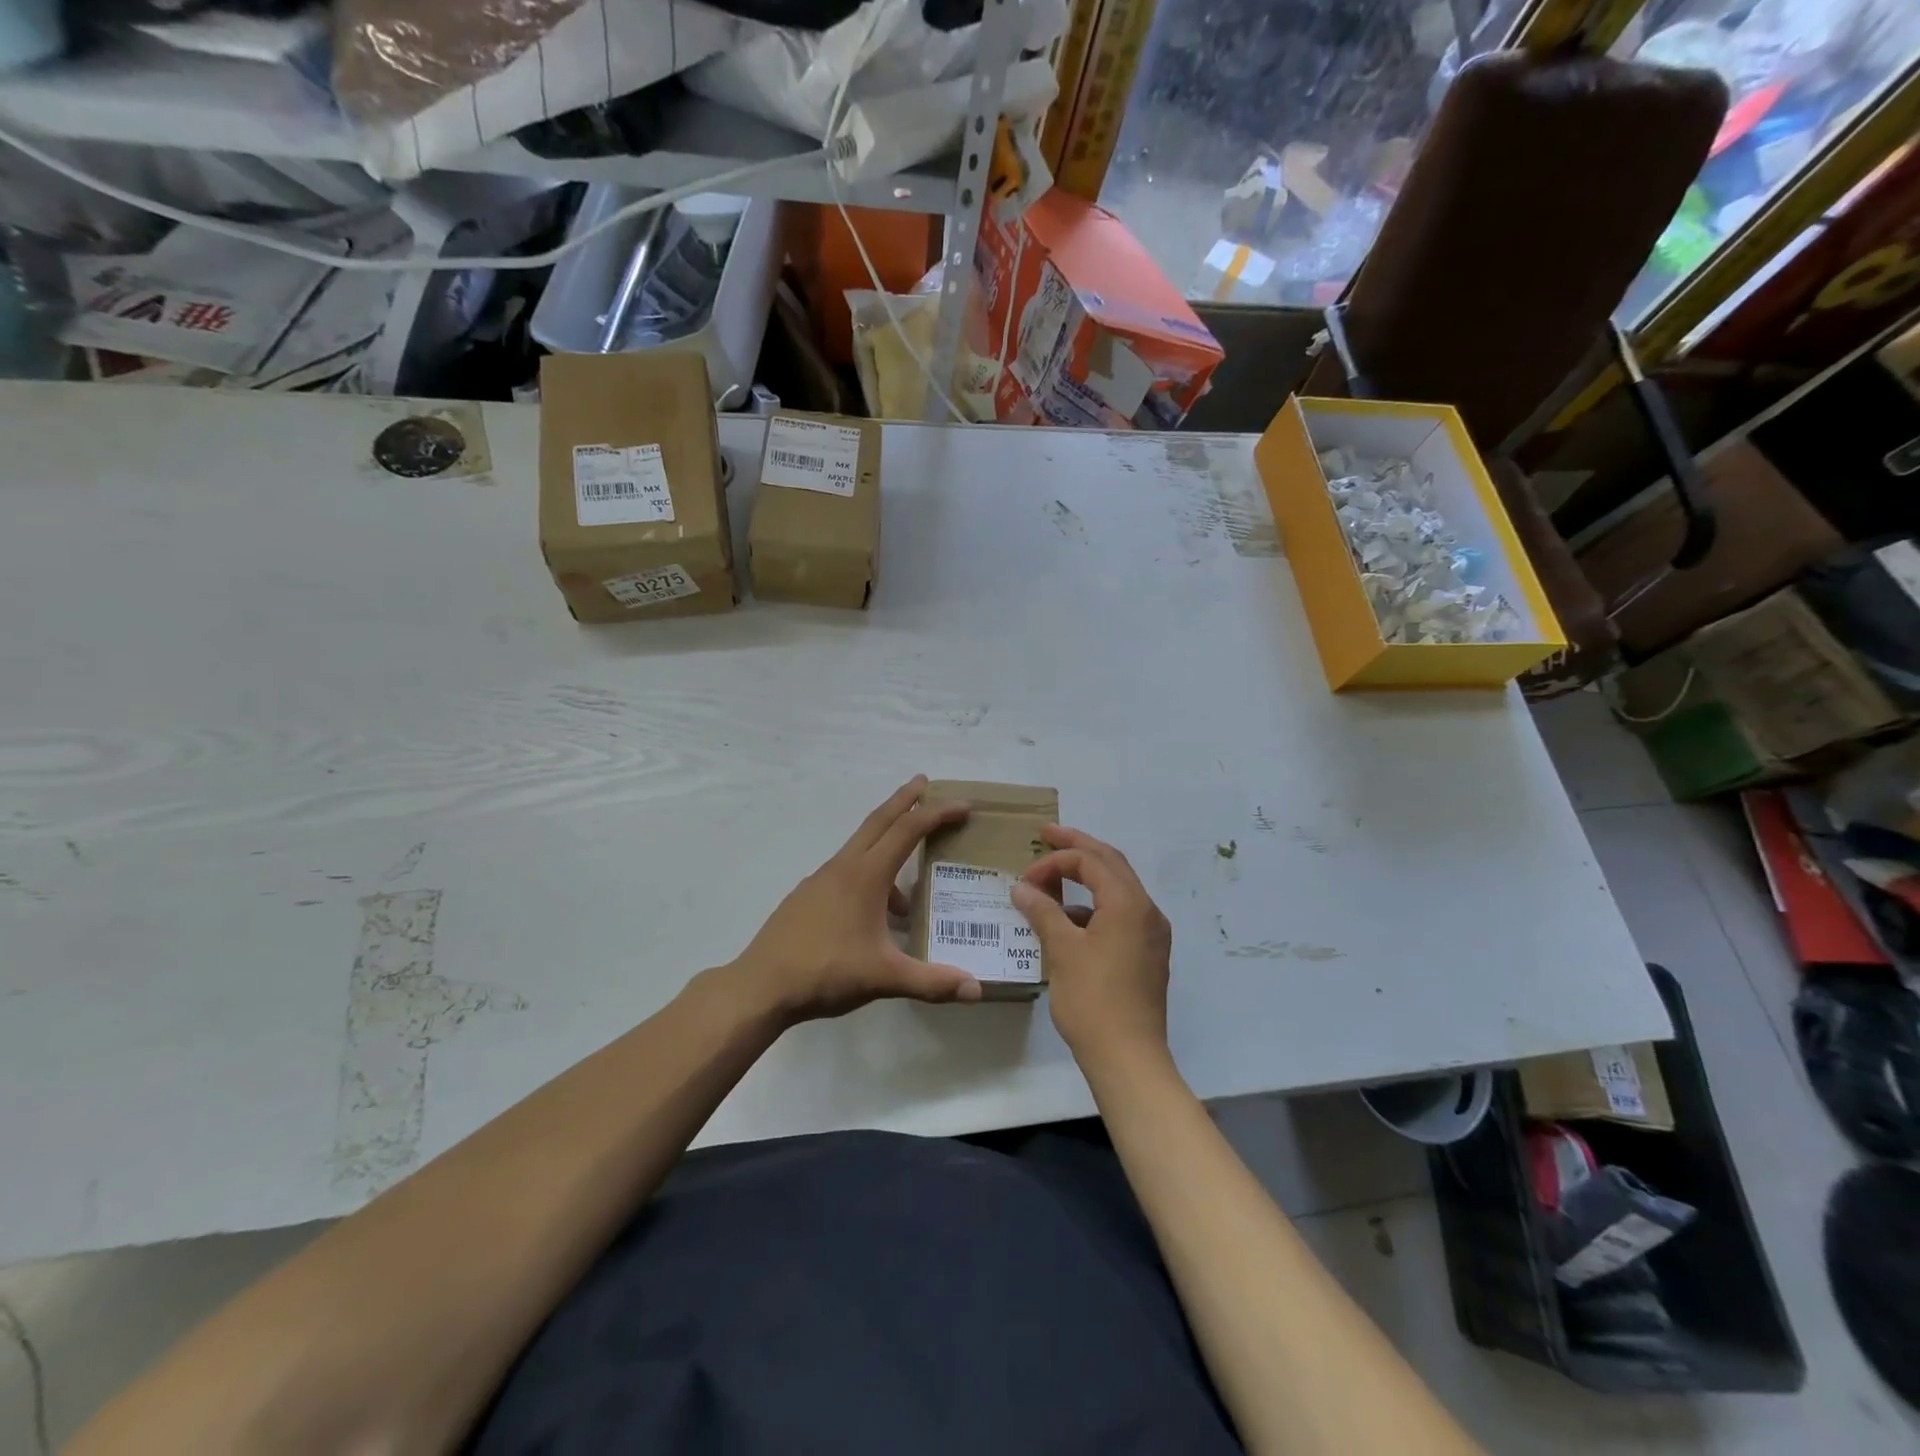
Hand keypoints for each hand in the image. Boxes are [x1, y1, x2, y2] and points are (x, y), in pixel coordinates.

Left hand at [728, 776, 982, 1022]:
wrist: (761, 986)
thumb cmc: (826, 972)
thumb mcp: (884, 977)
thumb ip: (931, 982)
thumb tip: (976, 990)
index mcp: (865, 875)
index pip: (907, 831)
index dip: (937, 814)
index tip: (962, 805)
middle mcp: (843, 867)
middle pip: (878, 821)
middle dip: (904, 800)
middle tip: (923, 782)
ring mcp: (820, 880)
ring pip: (861, 849)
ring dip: (886, 846)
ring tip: (907, 899)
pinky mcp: (807, 897)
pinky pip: (846, 872)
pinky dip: (868, 877)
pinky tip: (873, 917)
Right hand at [1011, 825, 1171, 1068]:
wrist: (1129, 1058)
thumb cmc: (1093, 1000)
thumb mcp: (1062, 951)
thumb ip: (1042, 912)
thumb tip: (1022, 888)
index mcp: (1129, 903)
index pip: (1091, 862)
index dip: (1056, 861)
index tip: (1025, 877)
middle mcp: (1147, 911)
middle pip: (1111, 864)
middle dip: (1078, 848)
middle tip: (1048, 835)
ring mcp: (1151, 933)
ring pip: (1117, 889)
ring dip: (1086, 878)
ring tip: (1052, 882)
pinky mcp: (1148, 954)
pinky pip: (1120, 914)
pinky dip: (1093, 907)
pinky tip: (1067, 921)